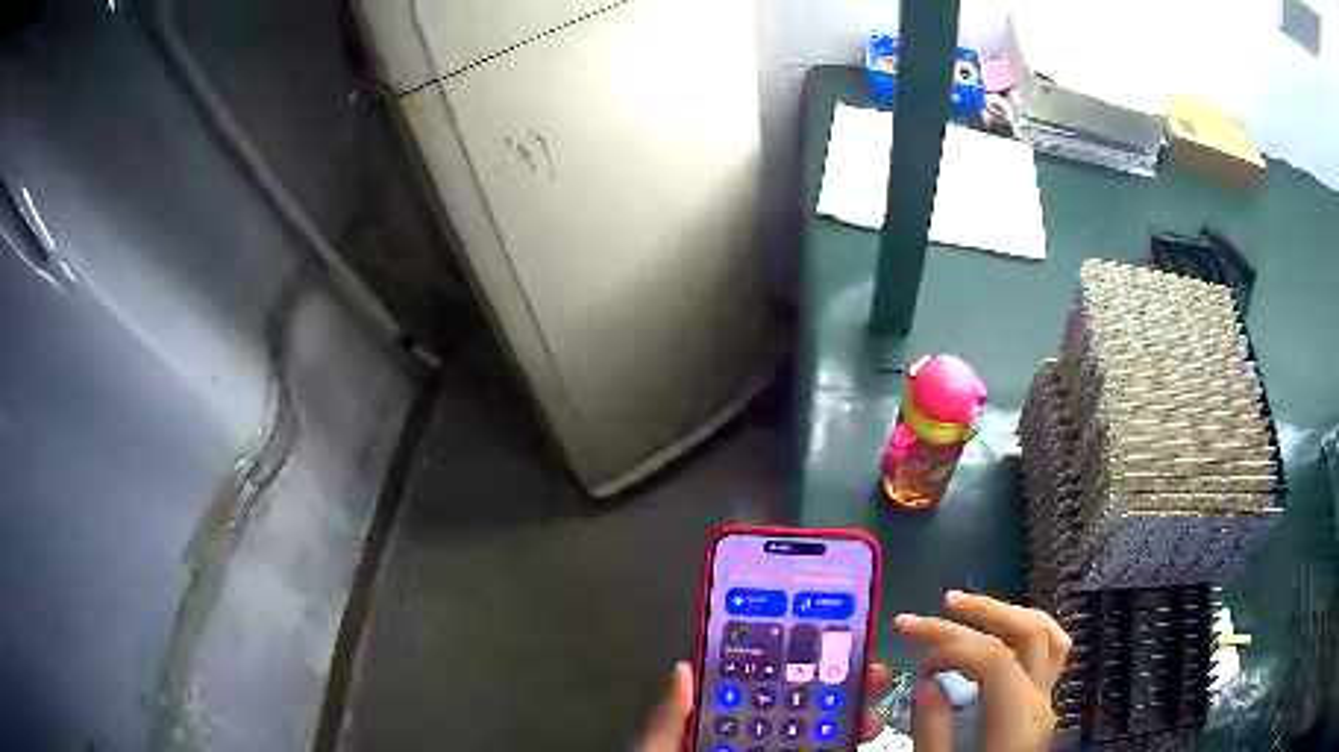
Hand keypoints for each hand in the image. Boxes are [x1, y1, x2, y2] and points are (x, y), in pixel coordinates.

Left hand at [636, 661, 893, 750]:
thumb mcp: (661, 748)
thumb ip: (670, 717)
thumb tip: (684, 669)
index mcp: (722, 725)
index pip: (759, 689)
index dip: (791, 664)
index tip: (821, 641)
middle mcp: (754, 739)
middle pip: (800, 706)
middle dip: (837, 687)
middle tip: (868, 670)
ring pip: (819, 733)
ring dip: (851, 718)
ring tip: (872, 710)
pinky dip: (847, 744)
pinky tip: (863, 736)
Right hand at [896, 590, 1070, 751]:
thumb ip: (934, 730)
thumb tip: (928, 682)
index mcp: (1017, 718)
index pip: (992, 656)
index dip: (950, 641)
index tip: (909, 641)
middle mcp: (1040, 701)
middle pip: (1029, 632)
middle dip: (985, 610)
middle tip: (943, 602)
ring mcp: (1045, 703)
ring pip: (1047, 637)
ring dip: (1009, 615)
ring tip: (973, 610)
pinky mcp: (1039, 711)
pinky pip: (1045, 655)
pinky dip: (1021, 635)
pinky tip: (996, 641)